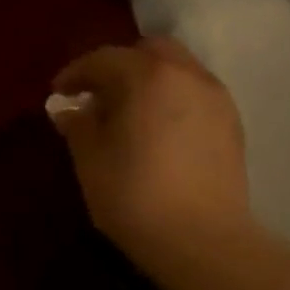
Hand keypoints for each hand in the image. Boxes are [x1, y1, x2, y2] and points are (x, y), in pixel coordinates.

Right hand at [50, 38, 251, 258]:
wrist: (200, 238)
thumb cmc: (134, 196)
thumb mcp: (90, 161)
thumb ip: (78, 126)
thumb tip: (67, 109)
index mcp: (147, 77)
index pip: (104, 58)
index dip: (76, 73)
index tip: (58, 93)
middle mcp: (187, 74)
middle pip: (148, 51)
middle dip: (118, 67)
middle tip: (96, 97)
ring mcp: (215, 97)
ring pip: (176, 70)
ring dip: (147, 82)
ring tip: (127, 115)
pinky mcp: (231, 122)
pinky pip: (194, 94)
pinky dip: (170, 100)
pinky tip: (156, 132)